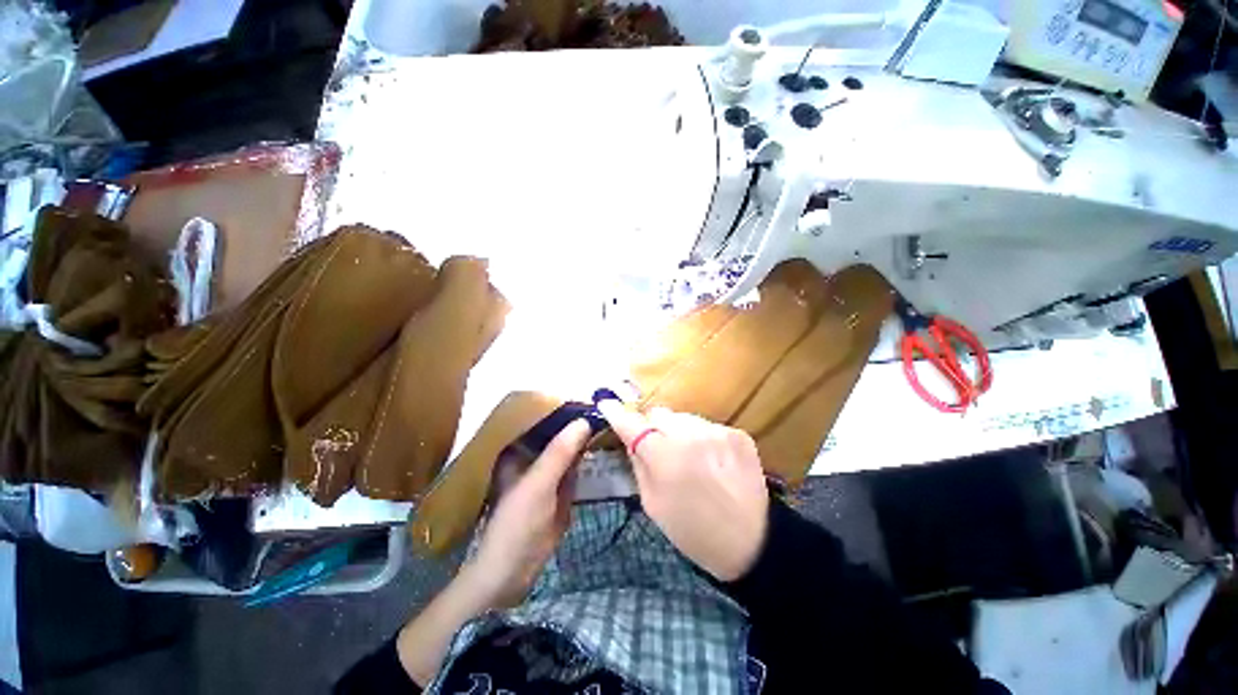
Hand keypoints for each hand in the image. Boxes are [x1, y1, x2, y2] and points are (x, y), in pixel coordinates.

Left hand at [457, 418, 590, 607]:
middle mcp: (533, 456)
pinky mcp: (559, 489)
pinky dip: (588, 459)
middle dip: (580, 422)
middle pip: (560, 433)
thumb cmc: (517, 524)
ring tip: (611, 422)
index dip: (567, 408)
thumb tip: (585, 420)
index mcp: (519, 449)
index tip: (592, 399)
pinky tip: (605, 448)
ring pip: (569, 449)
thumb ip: (560, 453)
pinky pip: (575, 467)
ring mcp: (547, 473)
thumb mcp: (539, 484)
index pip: (545, 419)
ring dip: (586, 439)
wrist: (511, 573)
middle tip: (608, 410)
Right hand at [597, 402, 768, 580]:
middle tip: (659, 449)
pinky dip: (702, 438)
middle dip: (653, 428)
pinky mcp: (738, 433)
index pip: (633, 424)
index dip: (617, 413)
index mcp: (666, 458)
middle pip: (659, 414)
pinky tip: (711, 460)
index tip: (606, 404)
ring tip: (689, 457)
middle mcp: (691, 436)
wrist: (751, 543)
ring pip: (683, 418)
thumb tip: (630, 438)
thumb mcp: (654, 504)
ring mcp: (718, 431)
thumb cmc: (693, 531)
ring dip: (679, 432)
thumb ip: (639, 464)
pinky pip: (707, 425)